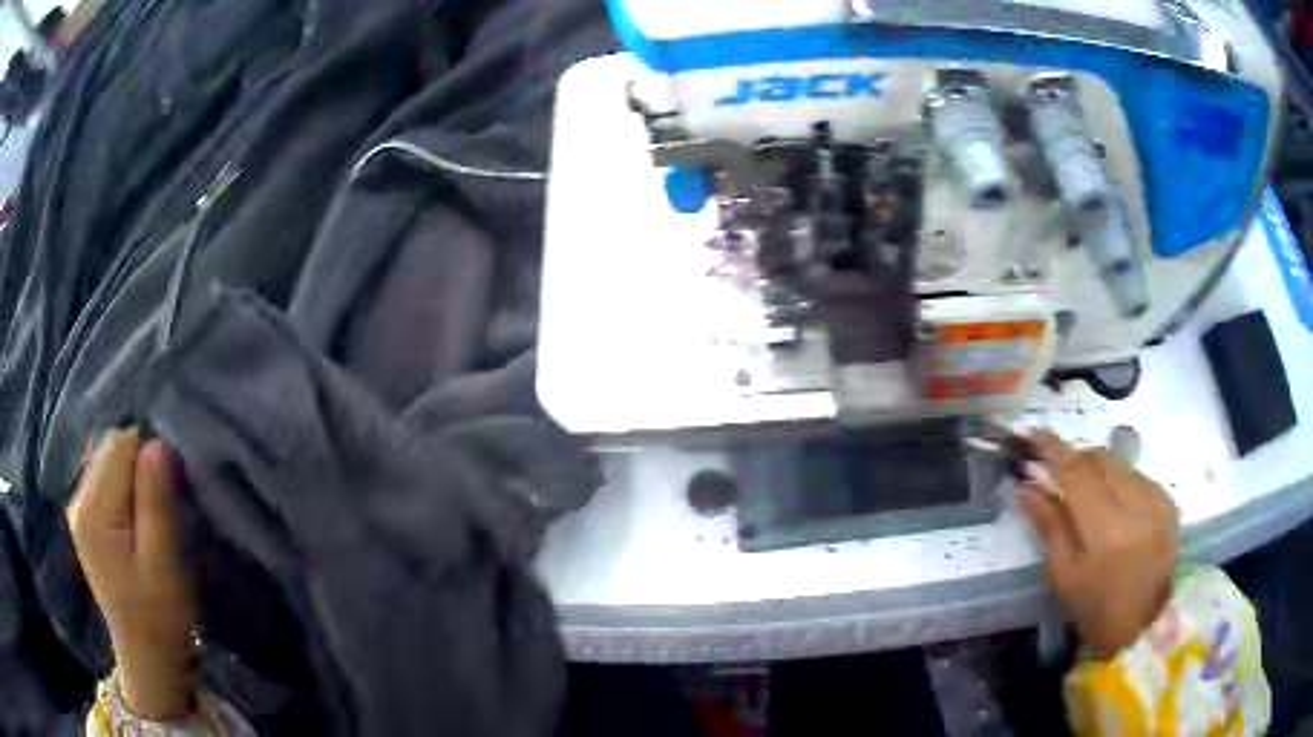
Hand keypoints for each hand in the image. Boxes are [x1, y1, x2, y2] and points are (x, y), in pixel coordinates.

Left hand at [67, 429, 197, 718]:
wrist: (146, 655)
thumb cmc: (159, 615)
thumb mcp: (163, 563)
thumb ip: (155, 501)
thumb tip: (157, 442)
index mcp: (93, 511)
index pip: (120, 445)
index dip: (150, 453)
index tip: (173, 484)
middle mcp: (77, 499)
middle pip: (109, 447)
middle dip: (140, 462)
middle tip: (165, 503)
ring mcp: (77, 508)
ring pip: (106, 459)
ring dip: (132, 474)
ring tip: (150, 513)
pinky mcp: (83, 517)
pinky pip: (103, 477)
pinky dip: (123, 485)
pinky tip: (134, 515)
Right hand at [1017, 431, 1178, 659]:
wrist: (1140, 626)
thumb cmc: (1093, 608)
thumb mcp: (1063, 574)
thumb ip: (1047, 525)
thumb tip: (1024, 484)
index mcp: (1105, 533)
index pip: (1076, 474)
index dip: (1053, 449)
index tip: (1031, 432)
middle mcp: (1136, 508)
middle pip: (1099, 460)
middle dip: (1075, 459)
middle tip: (1056, 472)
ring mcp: (1157, 502)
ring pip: (1119, 463)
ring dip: (1097, 469)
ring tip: (1086, 492)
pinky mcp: (1169, 503)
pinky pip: (1137, 475)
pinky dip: (1119, 480)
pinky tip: (1114, 503)